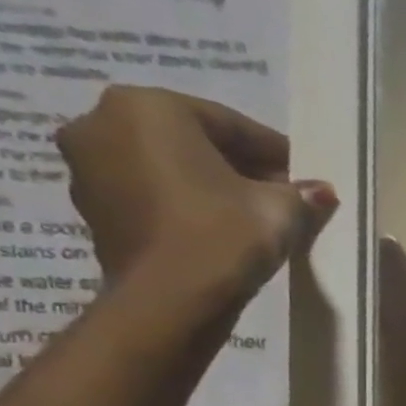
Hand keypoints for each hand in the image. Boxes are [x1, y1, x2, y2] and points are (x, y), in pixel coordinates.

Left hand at [54, 86, 336, 303]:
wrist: (171, 298)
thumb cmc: (224, 233)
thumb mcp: (280, 208)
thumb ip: (300, 193)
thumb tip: (319, 191)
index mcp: (148, 107)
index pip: (231, 125)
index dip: (275, 153)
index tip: (303, 177)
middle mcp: (102, 122)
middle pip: (192, 139)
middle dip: (238, 165)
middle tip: (280, 194)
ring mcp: (86, 165)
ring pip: (167, 165)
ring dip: (209, 182)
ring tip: (252, 212)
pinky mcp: (91, 205)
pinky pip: (149, 190)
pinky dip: (183, 201)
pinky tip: (219, 227)